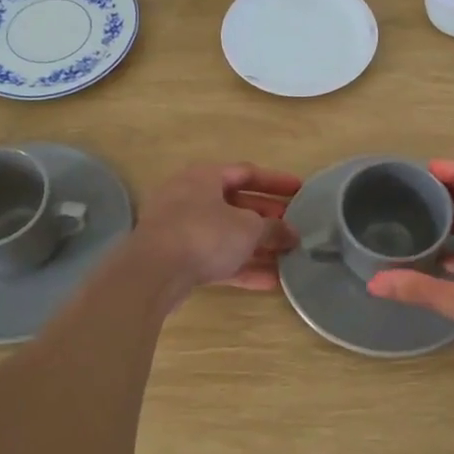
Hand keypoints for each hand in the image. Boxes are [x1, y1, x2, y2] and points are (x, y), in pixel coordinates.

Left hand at [134, 162, 301, 301]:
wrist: (153, 272)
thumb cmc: (204, 234)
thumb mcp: (248, 228)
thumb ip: (274, 229)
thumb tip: (292, 234)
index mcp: (205, 177)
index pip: (247, 172)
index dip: (275, 181)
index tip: (300, 191)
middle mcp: (190, 197)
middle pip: (236, 204)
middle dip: (267, 218)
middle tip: (294, 227)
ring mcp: (180, 229)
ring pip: (226, 234)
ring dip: (257, 246)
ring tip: (286, 257)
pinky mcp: (177, 259)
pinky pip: (215, 259)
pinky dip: (241, 267)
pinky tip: (269, 281)